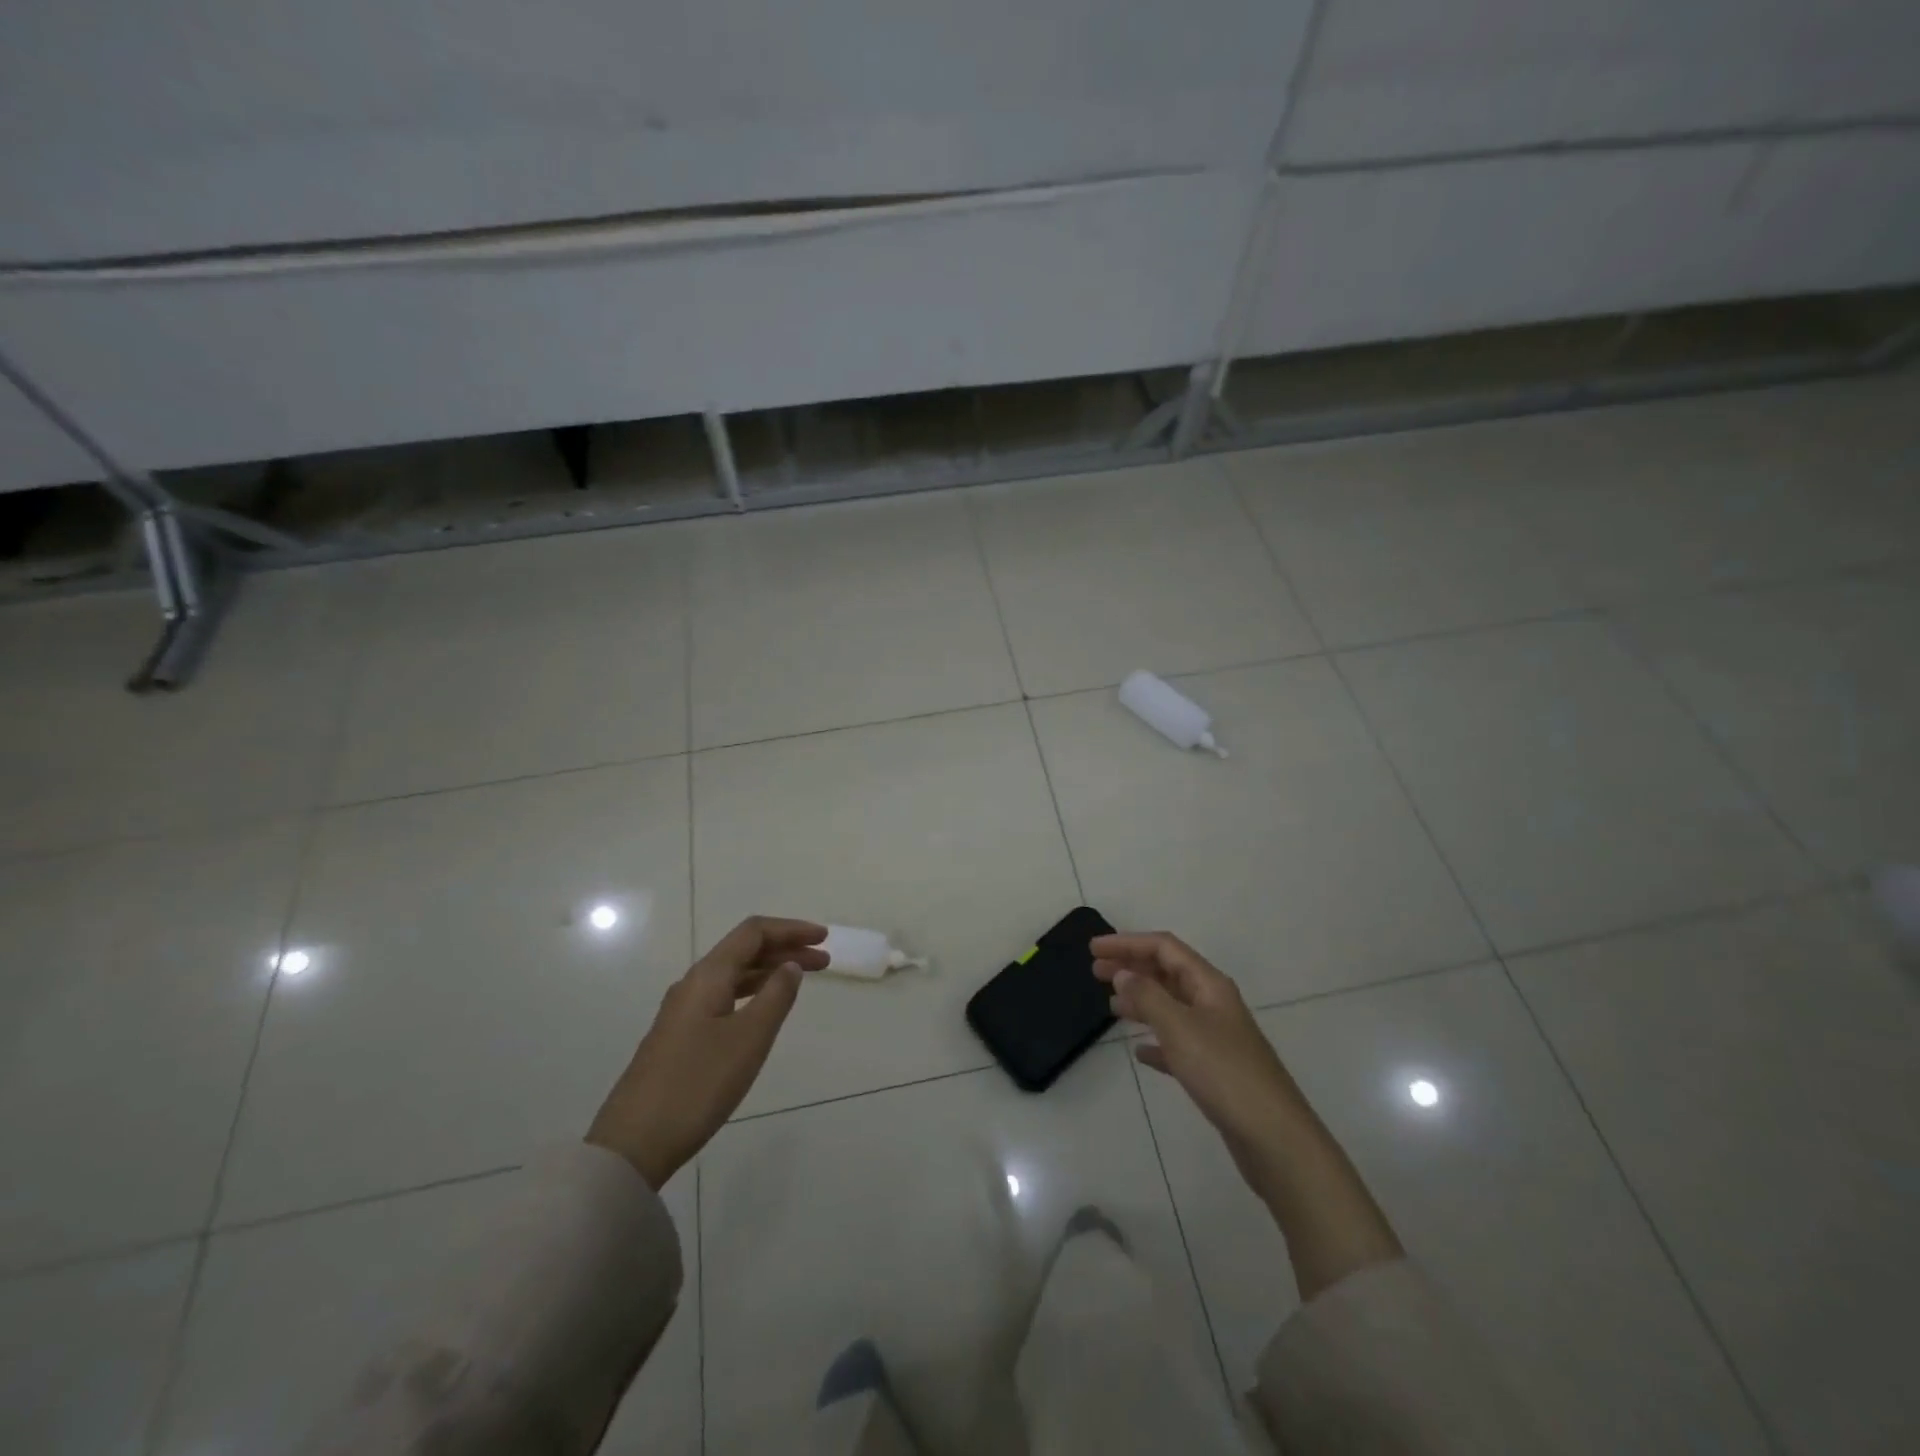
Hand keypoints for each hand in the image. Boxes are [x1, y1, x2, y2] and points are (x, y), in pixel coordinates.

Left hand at [586, 916, 827, 1188]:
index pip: (753, 933)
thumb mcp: (749, 1039)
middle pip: (744, 950)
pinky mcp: (681, 1036)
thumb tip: (791, 965)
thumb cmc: (698, 1084)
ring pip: (734, 975)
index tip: (823, 938)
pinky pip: (724, 996)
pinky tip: (765, 1009)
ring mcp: (684, 1011)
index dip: (790, 929)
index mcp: (708, 976)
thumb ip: (776, 996)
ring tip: (802, 980)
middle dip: (785, 949)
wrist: (634, 1143)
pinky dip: (752, 992)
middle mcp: (694, 984)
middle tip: (824, 960)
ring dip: (770, 971)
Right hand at [1092, 932, 1303, 1172]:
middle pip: (1168, 973)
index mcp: (1209, 985)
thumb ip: (1147, 996)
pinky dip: (1156, 1040)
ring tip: (1111, 1005)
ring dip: (1141, 1000)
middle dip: (1132, 967)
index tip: (1094, 949)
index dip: (1128, 943)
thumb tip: (1123, 973)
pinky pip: (1178, 1043)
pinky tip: (1140, 1052)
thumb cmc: (1224, 1073)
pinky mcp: (1215, 1070)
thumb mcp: (1179, 1028)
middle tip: (1095, 972)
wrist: (1274, 1138)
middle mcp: (1214, 1004)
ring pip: (1171, 1006)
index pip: (1164, 948)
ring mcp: (1216, 1037)